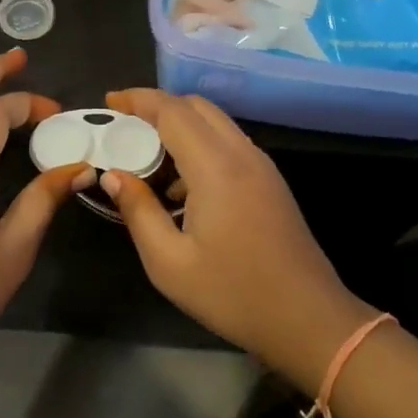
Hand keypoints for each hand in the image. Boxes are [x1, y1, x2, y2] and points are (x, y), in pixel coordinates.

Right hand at [99, 89, 375, 391]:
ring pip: (216, 124)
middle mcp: (242, 154)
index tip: (110, 102)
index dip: (138, 99)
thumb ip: (138, 211)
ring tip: (148, 160)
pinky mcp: (271, 183)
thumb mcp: (169, 263)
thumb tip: (114, 175)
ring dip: (181, 128)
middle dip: (158, 107)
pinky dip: (201, 146)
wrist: (307, 319)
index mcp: (216, 167)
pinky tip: (182, 189)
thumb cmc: (233, 294)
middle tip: (125, 128)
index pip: (173, 110)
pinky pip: (230, 145)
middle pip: (197, 107)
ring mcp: (262, 167)